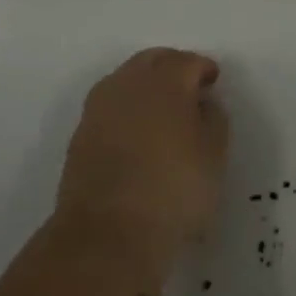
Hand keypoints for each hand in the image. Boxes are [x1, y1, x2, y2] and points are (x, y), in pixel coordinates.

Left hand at [55, 48, 228, 259]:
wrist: (108, 235)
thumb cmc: (174, 190)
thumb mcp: (214, 156)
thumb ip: (214, 119)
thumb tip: (203, 103)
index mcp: (165, 82)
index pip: (187, 61)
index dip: (203, 69)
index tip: (213, 82)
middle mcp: (127, 84)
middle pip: (152, 61)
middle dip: (172, 67)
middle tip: (189, 88)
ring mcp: (99, 108)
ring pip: (126, 80)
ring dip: (145, 86)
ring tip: (163, 111)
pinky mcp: (80, 135)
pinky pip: (110, 106)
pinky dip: (126, 109)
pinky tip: (138, 132)